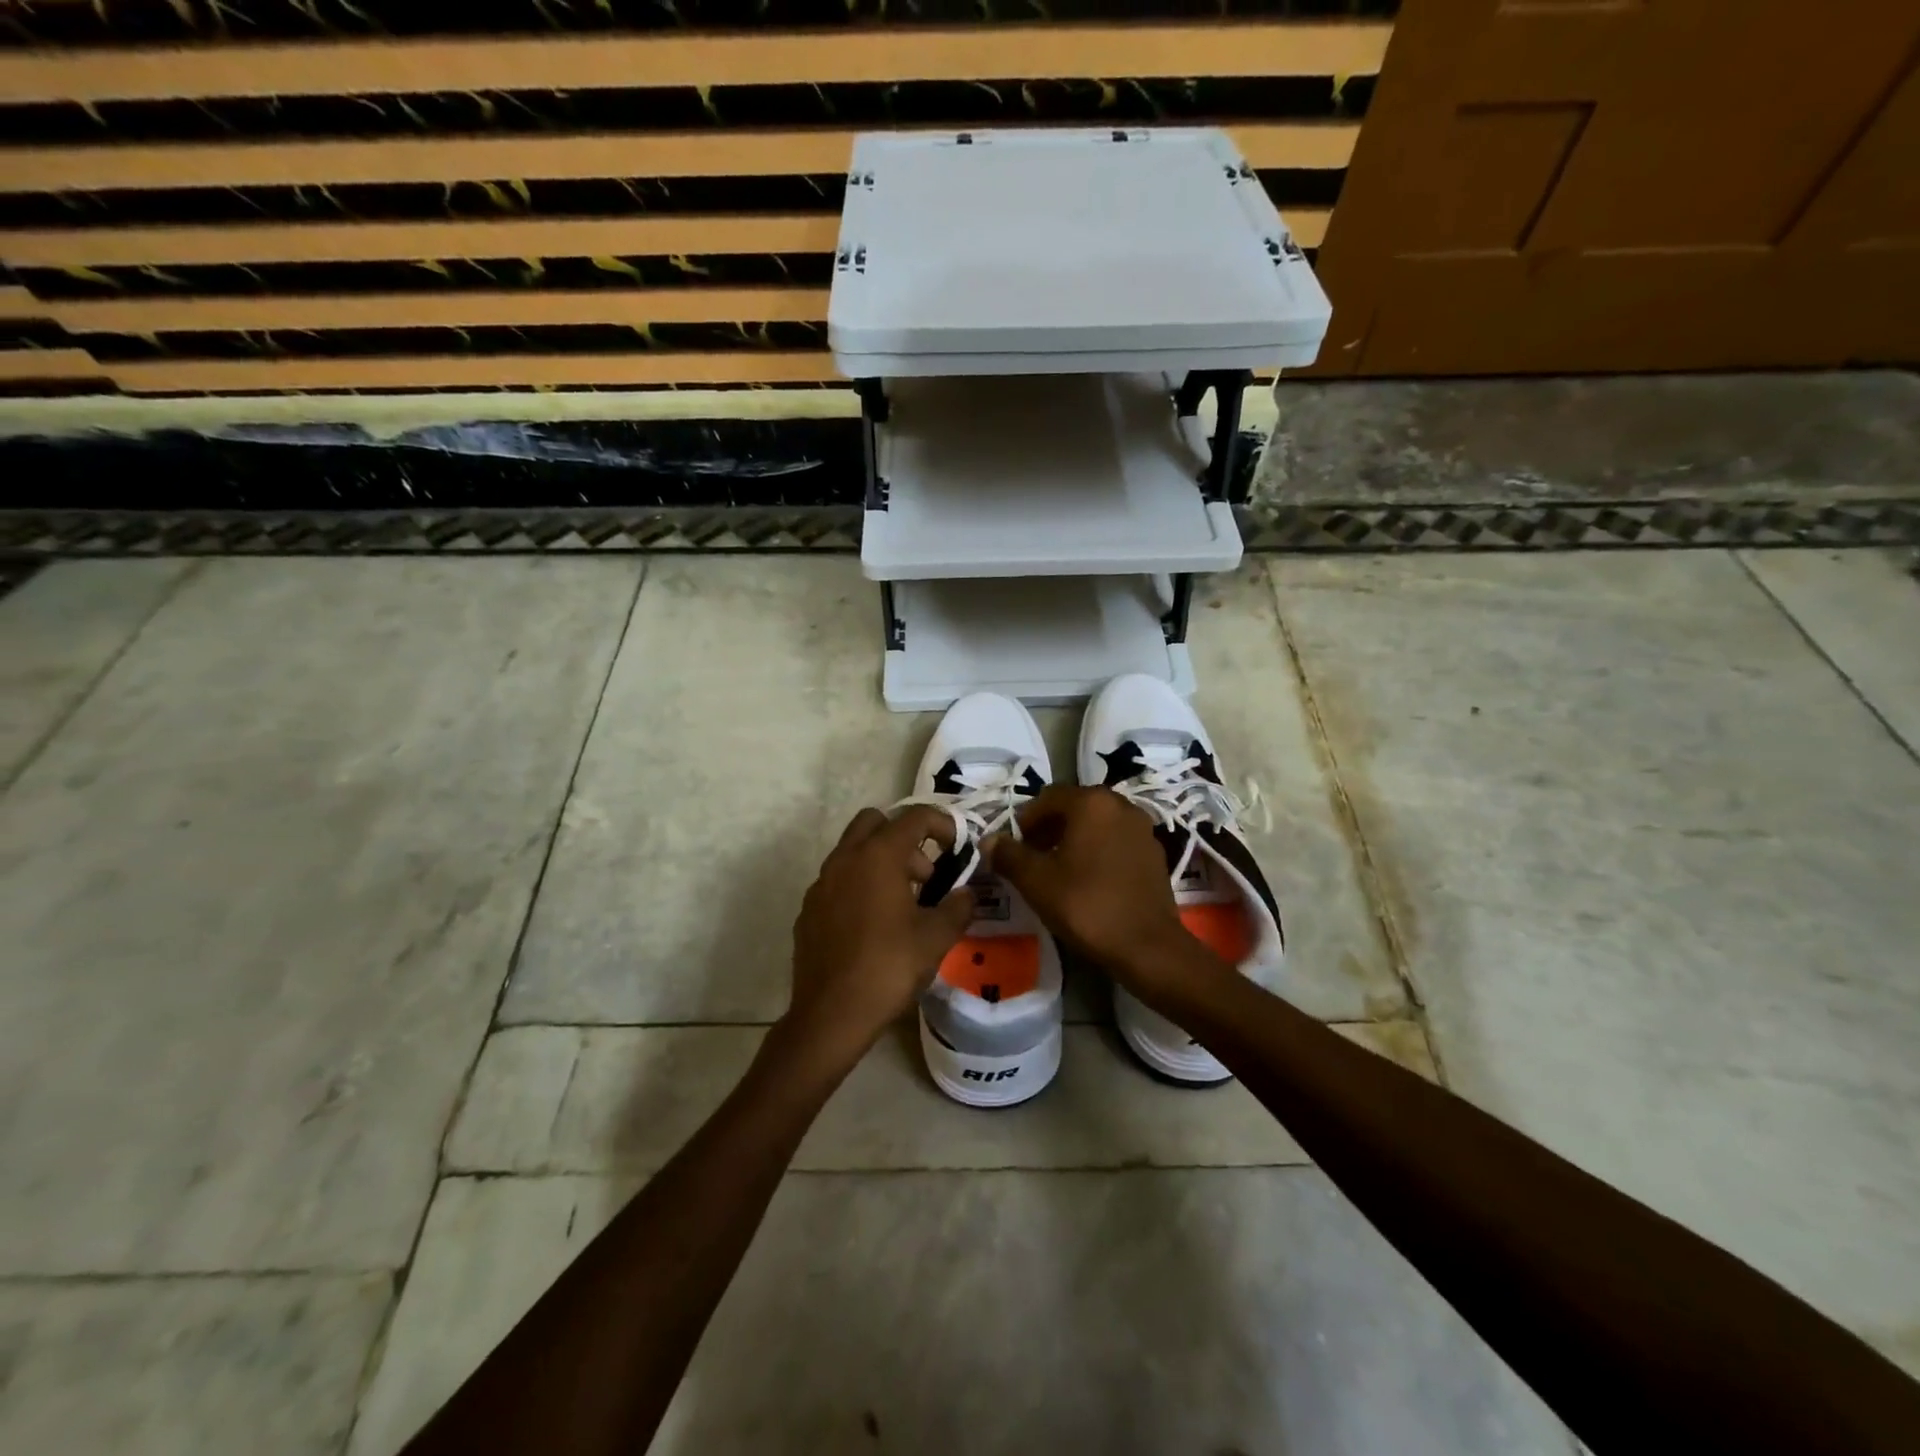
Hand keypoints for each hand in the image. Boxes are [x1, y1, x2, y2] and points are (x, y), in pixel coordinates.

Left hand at [785, 805, 974, 1068]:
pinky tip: (873, 925)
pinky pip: (838, 880)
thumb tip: (967, 893)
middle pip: (875, 822)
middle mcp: (845, 859)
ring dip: (881, 861)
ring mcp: (821, 883)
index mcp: (878, 856)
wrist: (831, 1014)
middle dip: (904, 837)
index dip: (942, 824)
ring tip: (904, 903)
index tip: (957, 846)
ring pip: (853, 850)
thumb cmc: (889, 967)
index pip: (914, 817)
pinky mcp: (809, 909)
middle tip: (925, 874)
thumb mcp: (936, 937)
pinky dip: (859, 885)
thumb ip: (958, 906)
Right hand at [987, 787, 1198, 994]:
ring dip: (1073, 839)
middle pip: (1073, 807)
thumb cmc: (1086, 905)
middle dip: (1049, 829)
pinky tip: (1088, 881)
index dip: (1024, 822)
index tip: (1013, 849)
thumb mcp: (1036, 881)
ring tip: (1058, 871)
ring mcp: (1142, 828)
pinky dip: (1097, 851)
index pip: (1047, 798)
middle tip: (1032, 859)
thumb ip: (1008, 855)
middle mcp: (1120, 805)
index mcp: (1091, 802)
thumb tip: (989, 840)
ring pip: (1096, 824)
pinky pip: (1116, 841)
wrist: (1147, 946)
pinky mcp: (1154, 853)